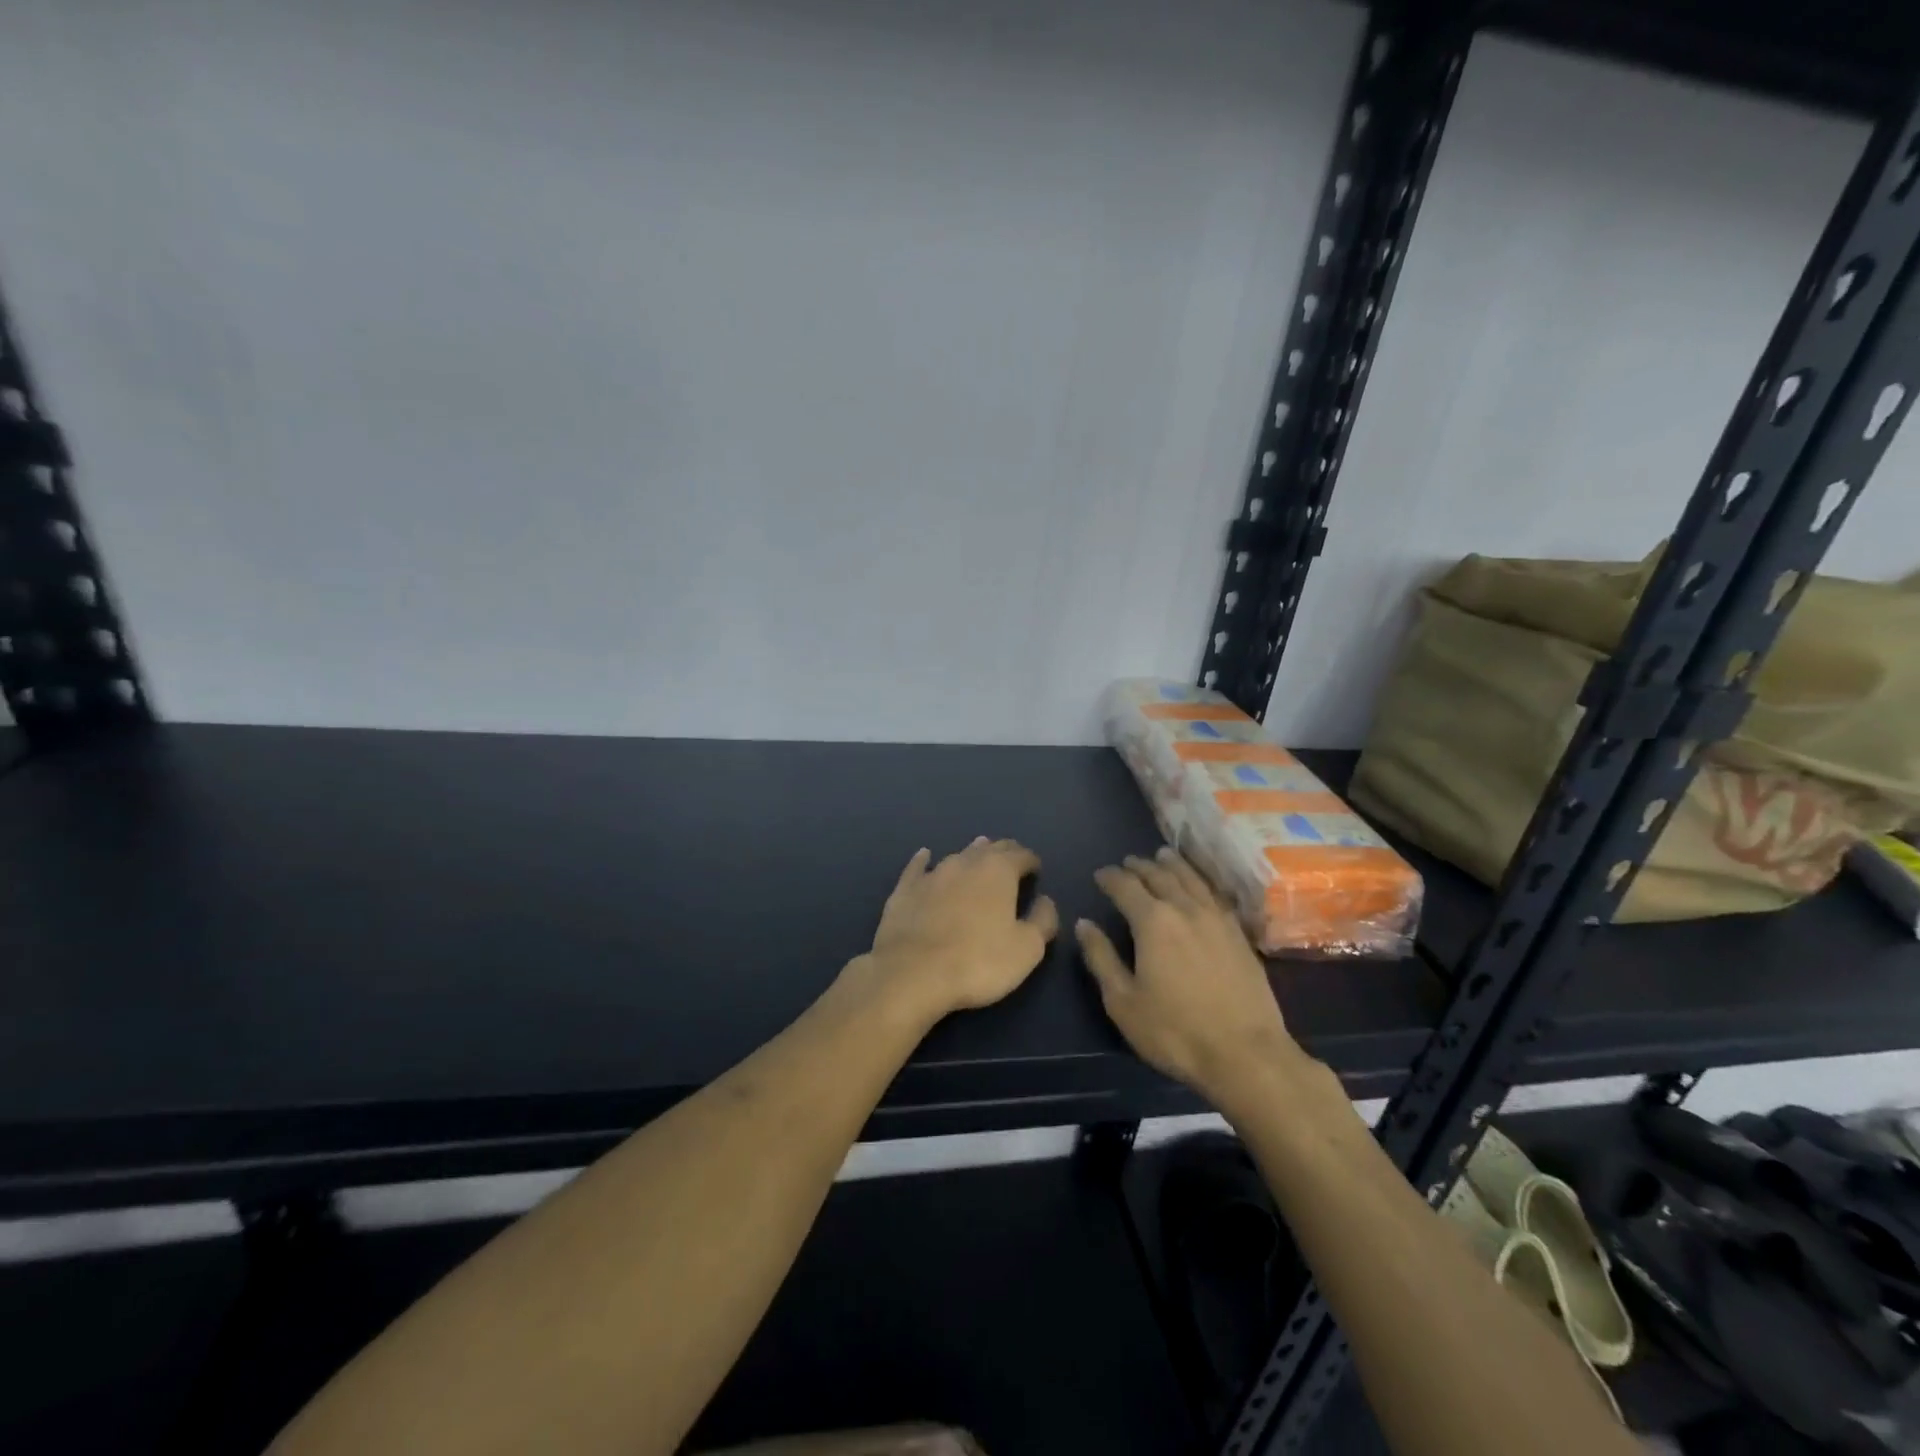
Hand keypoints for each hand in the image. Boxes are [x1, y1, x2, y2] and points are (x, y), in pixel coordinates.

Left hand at [863, 838, 1058, 1022]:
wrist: (913, 973)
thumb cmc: (979, 962)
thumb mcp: (1027, 948)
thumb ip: (1043, 919)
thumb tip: (1045, 901)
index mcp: (999, 871)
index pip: (1021, 855)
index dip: (1031, 861)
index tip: (1036, 870)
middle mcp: (965, 862)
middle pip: (990, 849)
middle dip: (1004, 853)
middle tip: (1011, 862)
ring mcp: (932, 873)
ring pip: (957, 856)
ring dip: (971, 856)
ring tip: (978, 856)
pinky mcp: (905, 889)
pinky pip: (918, 867)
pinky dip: (924, 860)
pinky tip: (924, 855)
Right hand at [1078, 848, 1304, 1108]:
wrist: (1246, 1054)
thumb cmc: (1175, 1031)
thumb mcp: (1124, 1001)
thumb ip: (1101, 958)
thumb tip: (1084, 924)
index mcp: (1153, 922)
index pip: (1125, 886)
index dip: (1110, 877)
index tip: (1100, 875)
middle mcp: (1185, 909)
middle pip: (1160, 876)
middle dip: (1140, 866)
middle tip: (1128, 862)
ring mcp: (1217, 919)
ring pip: (1191, 879)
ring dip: (1173, 865)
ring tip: (1163, 856)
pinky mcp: (1239, 935)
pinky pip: (1215, 894)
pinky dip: (1201, 881)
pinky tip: (1199, 885)